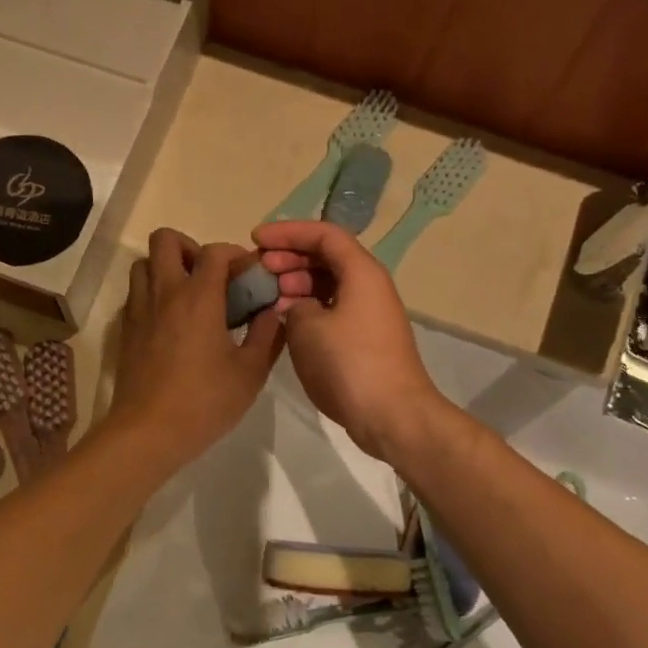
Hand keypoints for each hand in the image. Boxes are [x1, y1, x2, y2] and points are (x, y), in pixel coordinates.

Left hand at [105, 229, 284, 473]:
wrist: (148, 432)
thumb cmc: (205, 402)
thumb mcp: (250, 372)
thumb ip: (267, 335)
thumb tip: (274, 312)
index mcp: (198, 297)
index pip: (215, 251)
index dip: (235, 254)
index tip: (248, 275)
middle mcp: (165, 293)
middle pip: (165, 240)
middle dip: (190, 247)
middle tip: (209, 276)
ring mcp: (139, 309)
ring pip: (144, 263)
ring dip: (166, 268)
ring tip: (188, 296)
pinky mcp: (126, 330)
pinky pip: (135, 293)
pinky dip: (152, 293)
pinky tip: (170, 322)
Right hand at [254, 221, 447, 460]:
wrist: (392, 415)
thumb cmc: (349, 363)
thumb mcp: (307, 326)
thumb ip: (294, 304)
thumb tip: (296, 306)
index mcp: (361, 272)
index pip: (323, 235)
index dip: (287, 232)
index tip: (256, 239)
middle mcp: (369, 286)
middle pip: (327, 257)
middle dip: (290, 257)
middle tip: (259, 269)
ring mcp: (369, 314)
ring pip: (328, 284)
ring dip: (297, 284)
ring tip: (268, 296)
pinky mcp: (364, 340)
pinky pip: (332, 309)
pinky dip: (308, 308)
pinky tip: (285, 320)